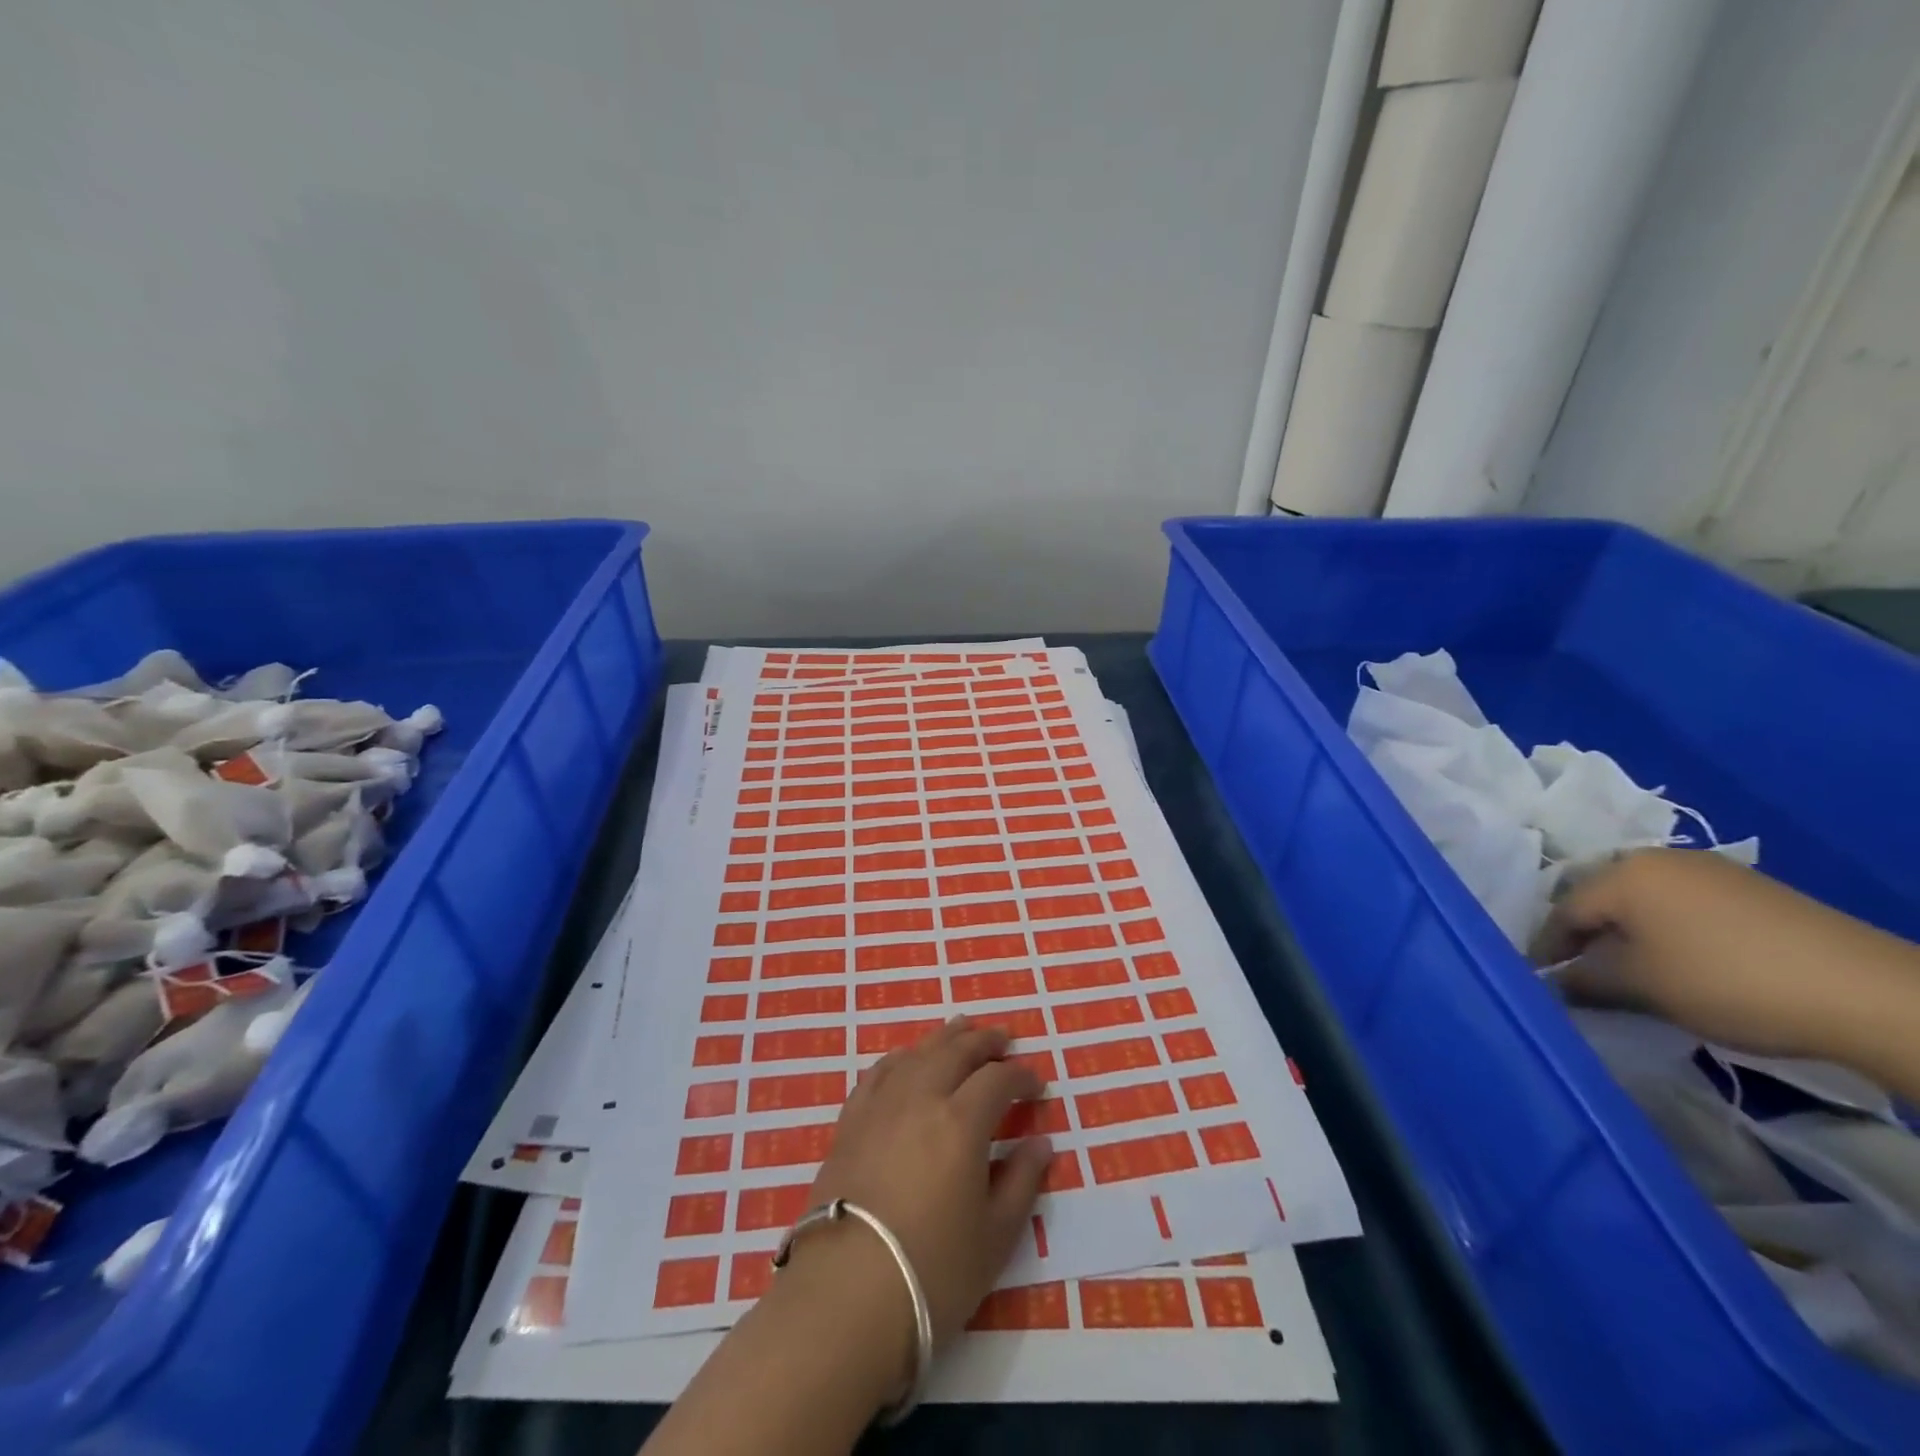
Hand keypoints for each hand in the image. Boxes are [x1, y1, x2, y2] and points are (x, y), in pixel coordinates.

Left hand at [640, 1016, 1052, 1455]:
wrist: (844, 1296)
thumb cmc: (932, 1271)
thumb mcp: (995, 1237)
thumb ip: (1022, 1182)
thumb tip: (1041, 1142)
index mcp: (962, 1121)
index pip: (998, 1080)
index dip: (1022, 1077)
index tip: (1037, 1086)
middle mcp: (921, 1098)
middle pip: (957, 1051)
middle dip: (986, 1041)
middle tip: (1005, 1038)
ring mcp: (881, 1105)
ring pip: (918, 1053)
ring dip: (945, 1038)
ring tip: (962, 1031)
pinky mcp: (850, 1121)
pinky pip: (880, 1072)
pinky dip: (902, 1058)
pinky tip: (908, 1060)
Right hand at [1532, 849, 1919, 1081]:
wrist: (1866, 992)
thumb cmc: (1726, 981)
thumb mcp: (1642, 987)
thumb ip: (1584, 980)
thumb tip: (1554, 982)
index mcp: (1624, 873)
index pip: (1563, 911)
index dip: (1547, 948)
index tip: (1541, 980)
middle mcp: (1658, 859)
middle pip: (1601, 900)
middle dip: (1587, 937)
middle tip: (1582, 975)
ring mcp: (1709, 870)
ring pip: (1643, 902)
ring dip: (1628, 935)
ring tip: (1631, 973)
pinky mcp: (1750, 890)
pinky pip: (1682, 906)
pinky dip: (1668, 932)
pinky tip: (1681, 963)